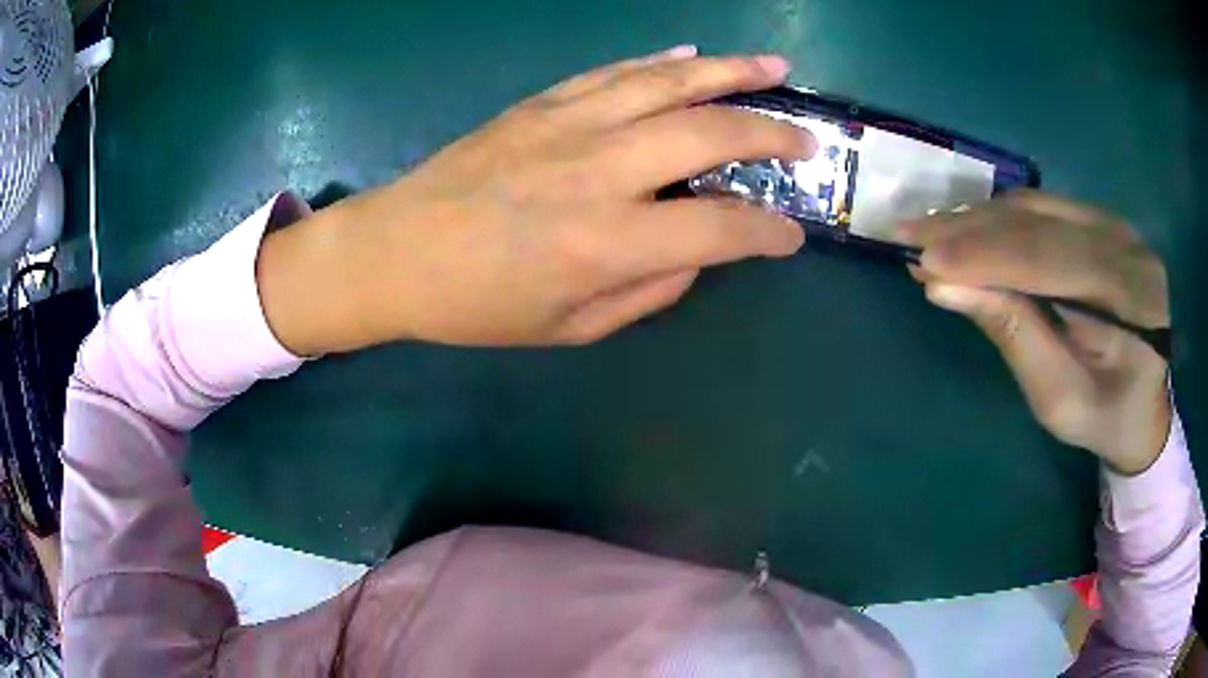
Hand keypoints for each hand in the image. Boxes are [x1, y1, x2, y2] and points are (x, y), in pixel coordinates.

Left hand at [257, 47, 814, 352]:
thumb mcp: (569, 328)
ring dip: (730, 71)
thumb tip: (696, 253)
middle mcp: (599, 171)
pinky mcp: (541, 104)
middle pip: (709, 133)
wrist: (396, 252)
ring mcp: (568, 125)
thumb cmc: (477, 304)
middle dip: (771, 134)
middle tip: (806, 140)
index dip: (767, 232)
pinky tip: (692, 56)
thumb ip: (647, 290)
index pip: (720, 229)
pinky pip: (615, 71)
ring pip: (668, 82)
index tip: (792, 234)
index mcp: (606, 243)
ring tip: (773, 67)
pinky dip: (661, 61)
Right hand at [898, 191, 1170, 474]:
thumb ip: (1013, 335)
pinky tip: (966, 230)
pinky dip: (998, 219)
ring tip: (929, 233)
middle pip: (1042, 222)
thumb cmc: (1103, 417)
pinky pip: (1041, 209)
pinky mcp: (1098, 221)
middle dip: (974, 230)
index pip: (1055, 259)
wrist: (1142, 406)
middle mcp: (1127, 244)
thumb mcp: (1058, 397)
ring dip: (979, 220)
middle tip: (911, 236)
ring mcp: (1114, 224)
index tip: (926, 260)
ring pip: (1036, 207)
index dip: (990, 255)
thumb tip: (944, 286)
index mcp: (1134, 297)